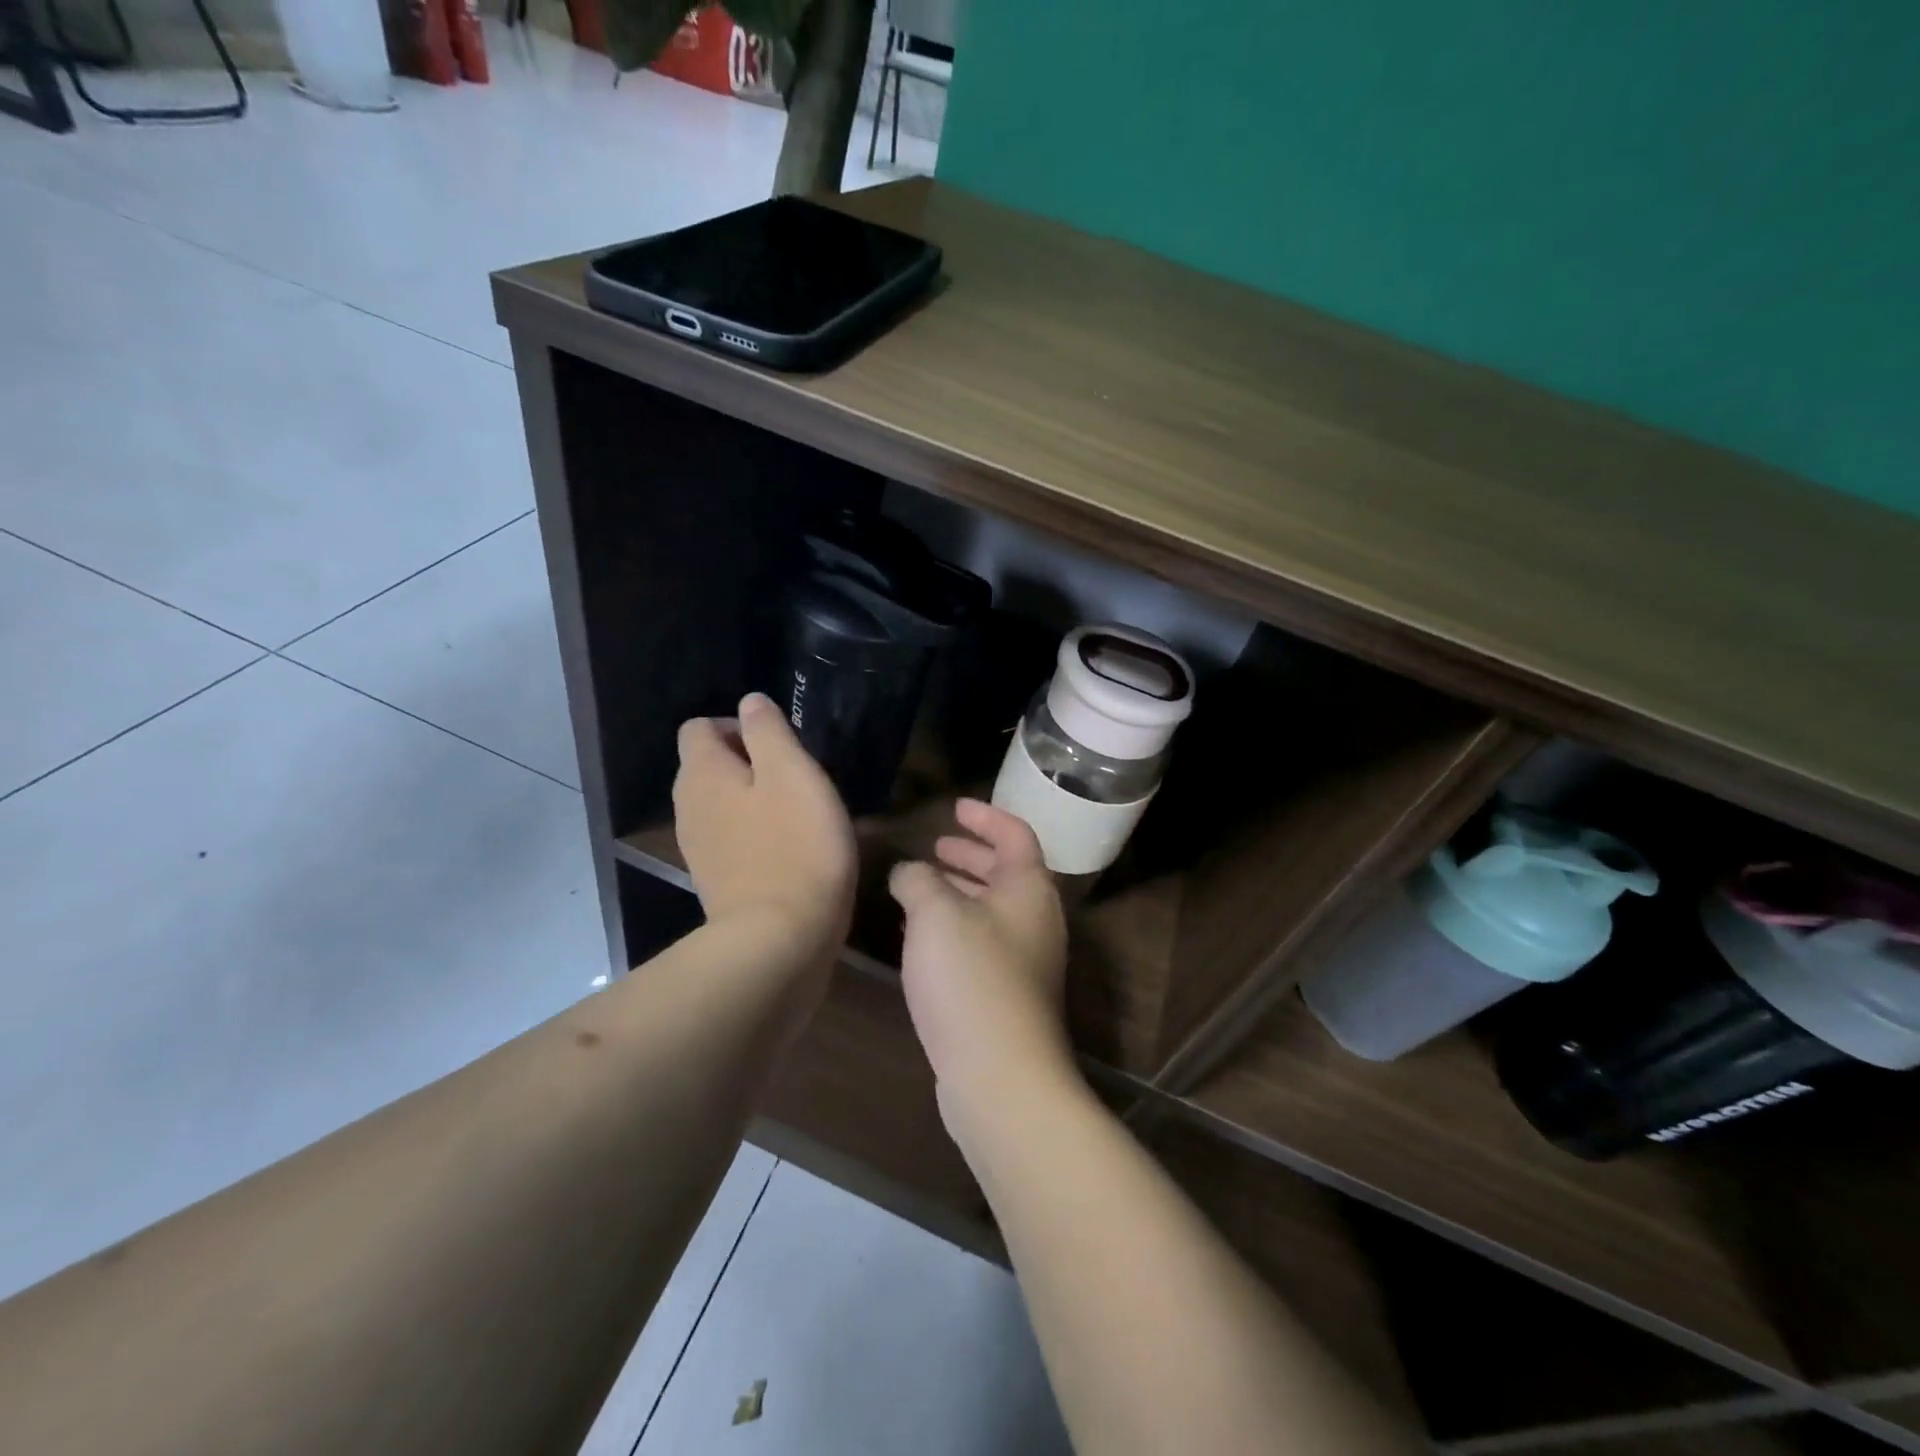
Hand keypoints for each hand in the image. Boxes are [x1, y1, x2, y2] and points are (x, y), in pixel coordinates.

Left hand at [672, 693, 856, 960]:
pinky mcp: (716, 881)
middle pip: (708, 765)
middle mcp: (689, 805)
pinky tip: (789, 849)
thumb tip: (749, 702)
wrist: (780, 940)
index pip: (699, 727)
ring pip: (721, 803)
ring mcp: (699, 847)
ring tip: (798, 813)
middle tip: (796, 778)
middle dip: (749, 762)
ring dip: (754, 799)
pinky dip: (754, 834)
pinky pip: (731, 838)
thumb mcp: (793, 773)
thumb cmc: (795, 845)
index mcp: (702, 773)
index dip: (738, 726)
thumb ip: (768, 731)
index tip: (780, 746)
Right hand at [889, 799, 1074, 1139]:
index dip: (985, 816)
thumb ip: (918, 880)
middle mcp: (1036, 919)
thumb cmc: (971, 977)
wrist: (1001, 1074)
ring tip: (920, 889)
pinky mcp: (1010, 995)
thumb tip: (909, 872)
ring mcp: (1027, 961)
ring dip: (960, 893)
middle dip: (970, 856)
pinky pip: (983, 943)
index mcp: (1029, 888)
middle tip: (936, 848)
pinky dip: (956, 928)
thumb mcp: (935, 913)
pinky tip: (923, 940)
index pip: (1015, 834)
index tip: (955, 807)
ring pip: (992, 910)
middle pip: (1006, 872)